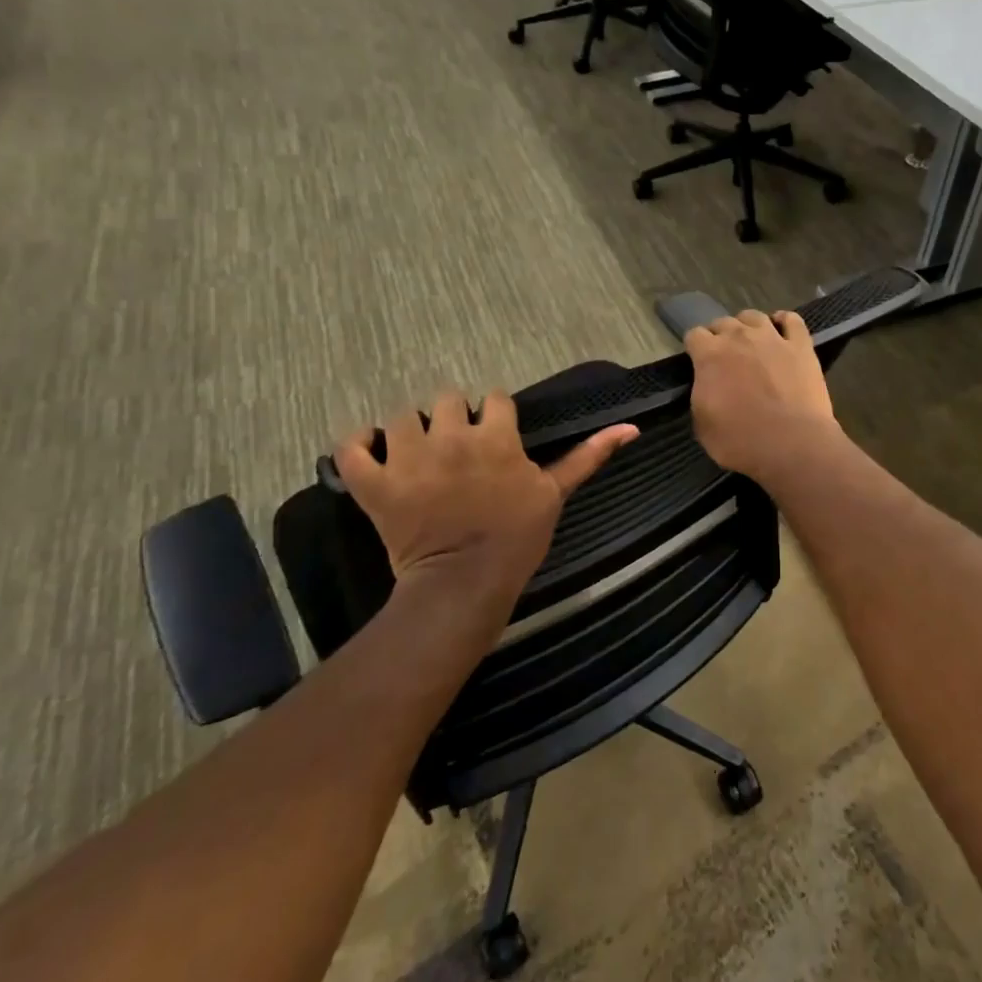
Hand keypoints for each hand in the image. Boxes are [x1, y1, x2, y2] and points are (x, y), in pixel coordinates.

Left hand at [335, 391, 637, 599]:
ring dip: (409, 430)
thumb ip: (588, 456)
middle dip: (454, 417)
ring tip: (417, 454)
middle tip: (457, 449)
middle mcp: (451, 436)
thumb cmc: (517, 538)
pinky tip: (369, 451)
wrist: (465, 583)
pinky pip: (350, 447)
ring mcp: (408, 458)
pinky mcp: (374, 483)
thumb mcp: (556, 493)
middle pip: (447, 398)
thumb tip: (631, 426)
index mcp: (497, 437)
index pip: (495, 398)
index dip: (496, 415)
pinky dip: (356, 445)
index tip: (496, 437)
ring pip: (401, 416)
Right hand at [684, 310, 838, 481]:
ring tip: (751, 342)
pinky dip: (784, 321)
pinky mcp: (801, 346)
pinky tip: (782, 329)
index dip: (695, 348)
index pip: (694, 335)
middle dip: (720, 336)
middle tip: (725, 358)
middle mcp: (739, 337)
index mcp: (710, 355)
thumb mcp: (703, 426)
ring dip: (748, 326)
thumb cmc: (740, 441)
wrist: (791, 444)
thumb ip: (701, 396)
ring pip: (754, 316)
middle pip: (723, 322)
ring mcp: (773, 338)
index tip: (698, 362)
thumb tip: (707, 387)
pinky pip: (792, 320)